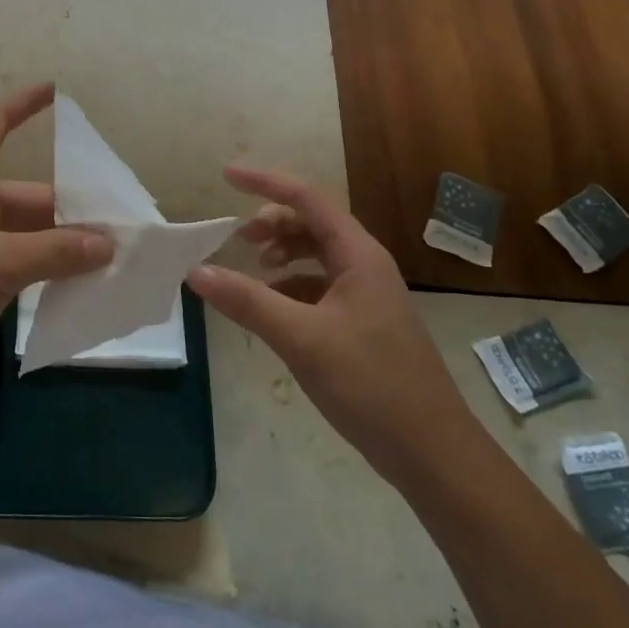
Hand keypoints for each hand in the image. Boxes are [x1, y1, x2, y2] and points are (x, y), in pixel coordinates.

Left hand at [0, 84, 113, 407]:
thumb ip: (56, 252)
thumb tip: (108, 244)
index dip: (22, 105)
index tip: (54, 90)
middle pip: (25, 196)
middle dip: (68, 211)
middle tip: (116, 232)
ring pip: (22, 233)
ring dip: (57, 245)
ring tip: (105, 263)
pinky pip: (11, 262)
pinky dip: (39, 269)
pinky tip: (69, 288)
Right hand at [188, 165, 478, 486]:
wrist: (433, 452)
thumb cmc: (371, 384)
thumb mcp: (301, 339)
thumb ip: (247, 302)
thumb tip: (196, 272)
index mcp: (358, 255)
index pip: (307, 198)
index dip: (265, 182)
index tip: (225, 175)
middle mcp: (365, 266)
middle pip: (312, 223)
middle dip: (272, 221)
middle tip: (238, 239)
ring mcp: (367, 295)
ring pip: (317, 255)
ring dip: (283, 252)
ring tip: (253, 269)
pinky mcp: (364, 323)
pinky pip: (320, 286)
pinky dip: (291, 285)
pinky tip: (272, 308)